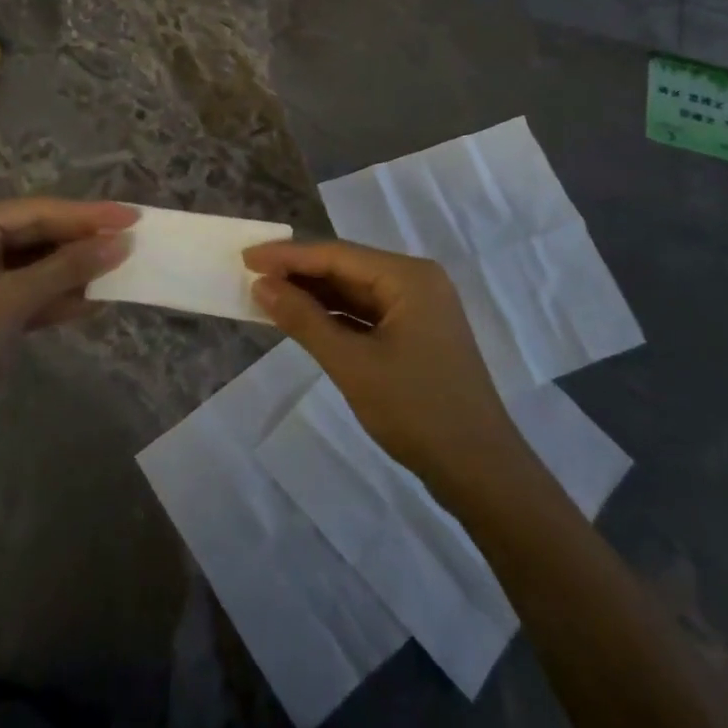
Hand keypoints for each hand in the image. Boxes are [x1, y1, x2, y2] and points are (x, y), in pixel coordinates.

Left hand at [0, 199, 136, 420]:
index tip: (132, 216)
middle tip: (133, 240)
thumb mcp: (11, 300)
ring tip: (123, 269)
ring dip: (75, 271)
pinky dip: (58, 297)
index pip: (41, 211)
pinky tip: (95, 301)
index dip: (89, 215)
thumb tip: (119, 244)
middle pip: (41, 235)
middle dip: (84, 243)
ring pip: (39, 264)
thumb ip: (67, 269)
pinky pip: (30, 292)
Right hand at [244, 240, 519, 487]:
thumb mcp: (352, 364)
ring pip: (355, 292)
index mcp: (408, 276)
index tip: (246, 257)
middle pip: (346, 268)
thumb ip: (304, 320)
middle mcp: (416, 281)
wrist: (481, 472)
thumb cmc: (416, 411)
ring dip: (314, 295)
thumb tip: (261, 286)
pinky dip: (335, 317)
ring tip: (268, 295)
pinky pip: (367, 314)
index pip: (336, 255)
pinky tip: (304, 320)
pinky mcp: (417, 334)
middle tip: (250, 274)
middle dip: (299, 273)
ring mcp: (419, 308)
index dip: (288, 256)